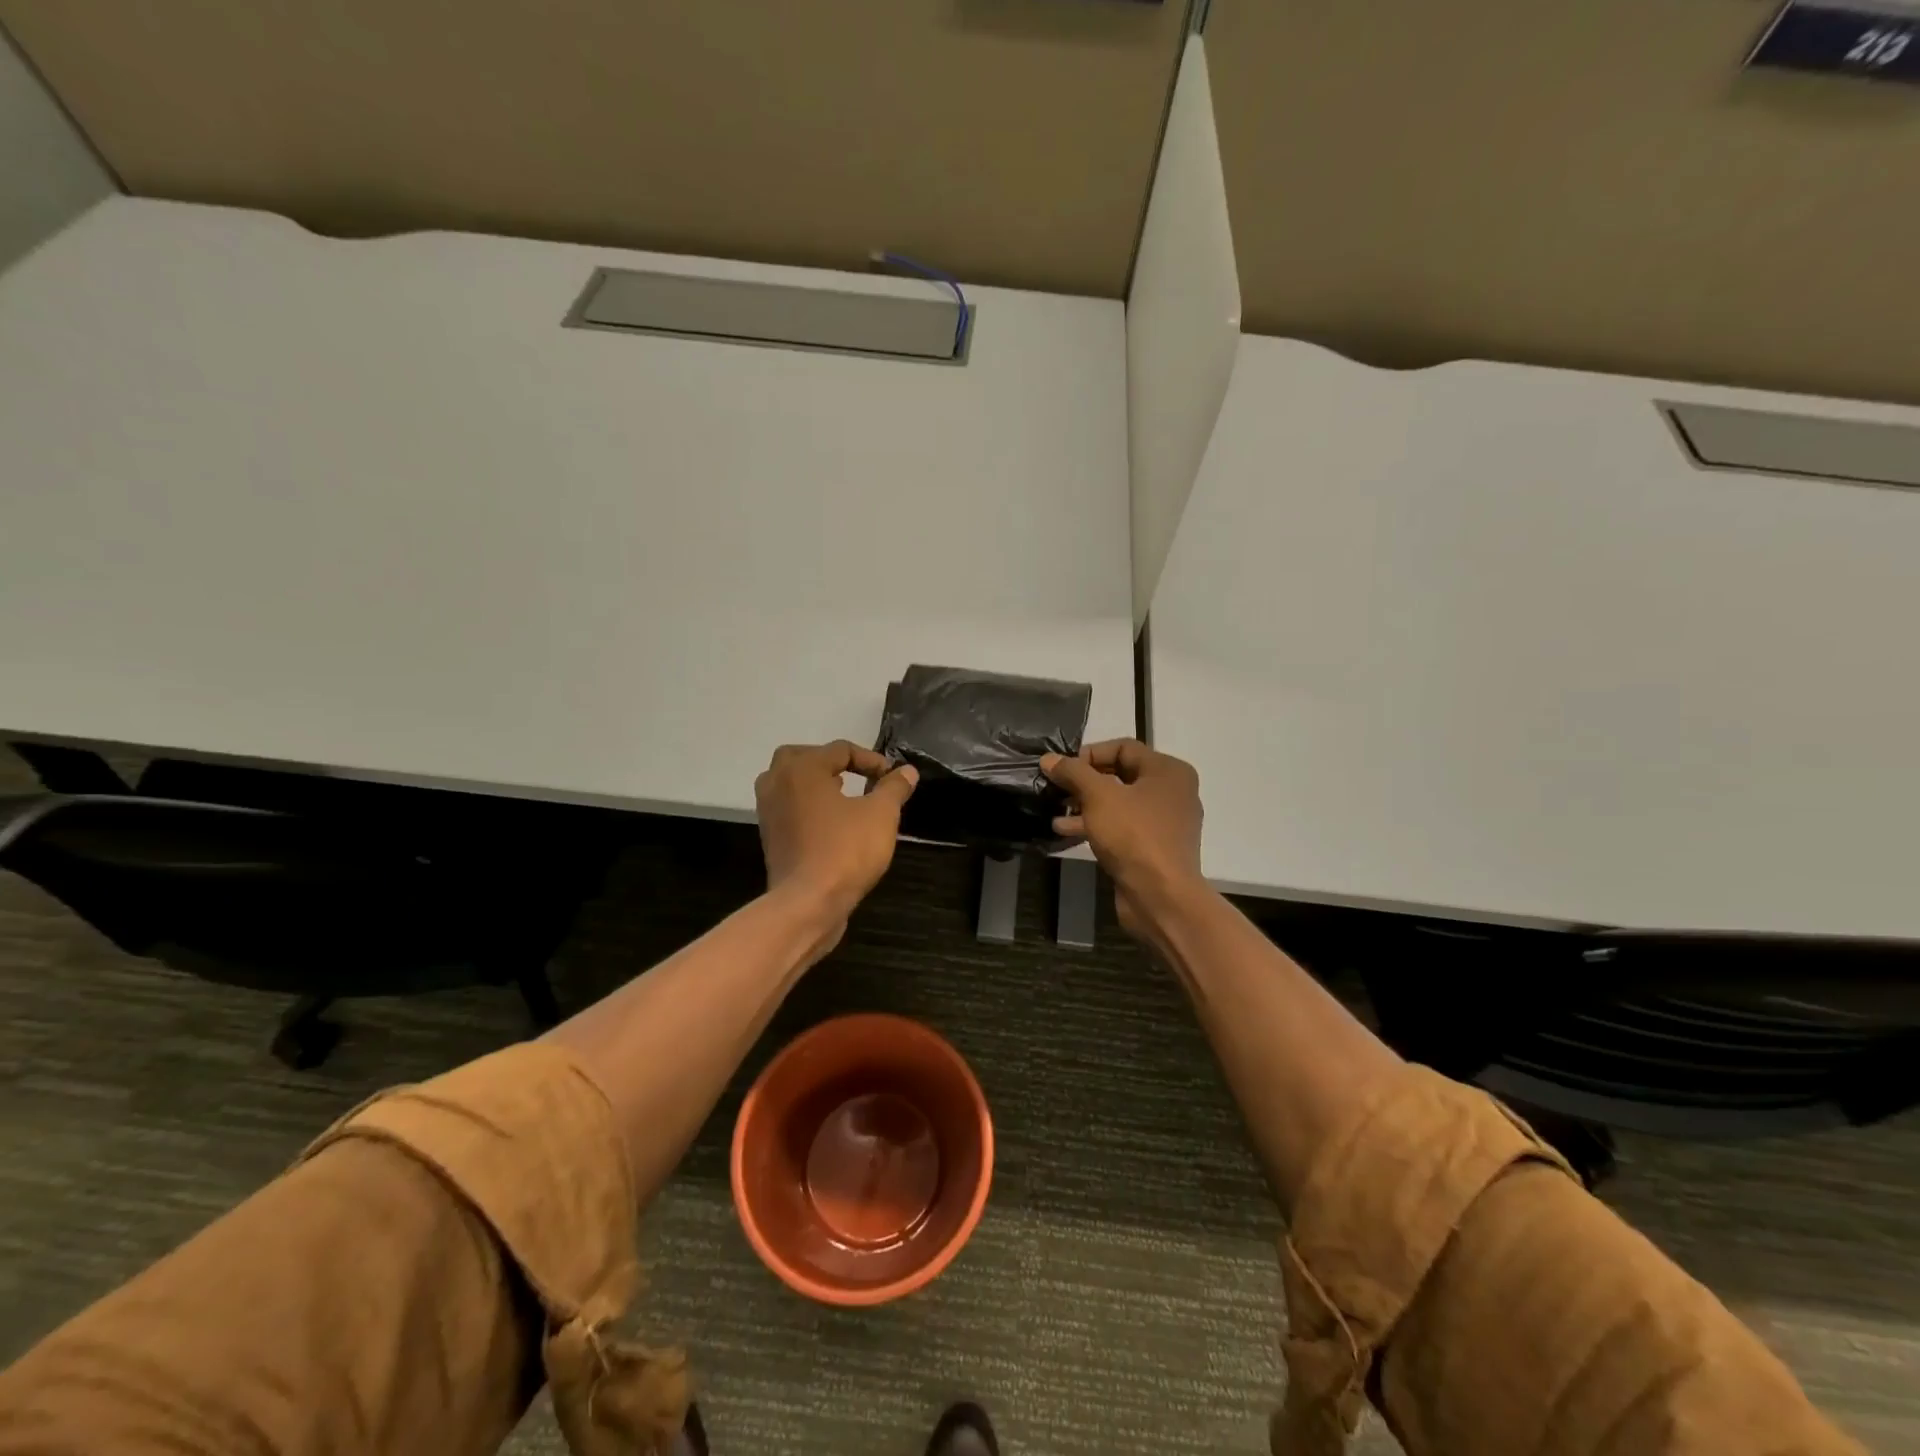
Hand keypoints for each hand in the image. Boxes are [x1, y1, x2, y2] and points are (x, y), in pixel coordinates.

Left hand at [755, 741, 917, 950]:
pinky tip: (833, 823)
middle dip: (835, 764)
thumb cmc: (845, 850)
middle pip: (806, 758)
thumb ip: (894, 788)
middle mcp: (777, 782)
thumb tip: (906, 771)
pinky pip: (790, 807)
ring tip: (846, 798)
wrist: (807, 903)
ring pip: (793, 783)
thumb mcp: (881, 815)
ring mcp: (768, 810)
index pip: (841, 749)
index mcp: (802, 768)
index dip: (872, 760)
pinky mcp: (769, 836)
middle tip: (861, 778)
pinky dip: (809, 807)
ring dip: (818, 784)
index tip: (892, 778)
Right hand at [1042, 740, 1204, 938]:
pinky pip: (1121, 827)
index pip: (1123, 747)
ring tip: (1055, 811)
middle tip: (1055, 788)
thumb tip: (1049, 759)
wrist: (1161, 897)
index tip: (1062, 769)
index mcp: (1168, 771)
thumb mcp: (1098, 796)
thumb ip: (1073, 772)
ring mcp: (1164, 822)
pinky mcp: (1153, 848)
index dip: (1089, 754)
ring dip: (1085, 805)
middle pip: (1120, 774)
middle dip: (1084, 781)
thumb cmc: (1134, 835)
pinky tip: (1065, 832)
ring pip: (1118, 804)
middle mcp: (1172, 792)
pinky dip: (1096, 825)